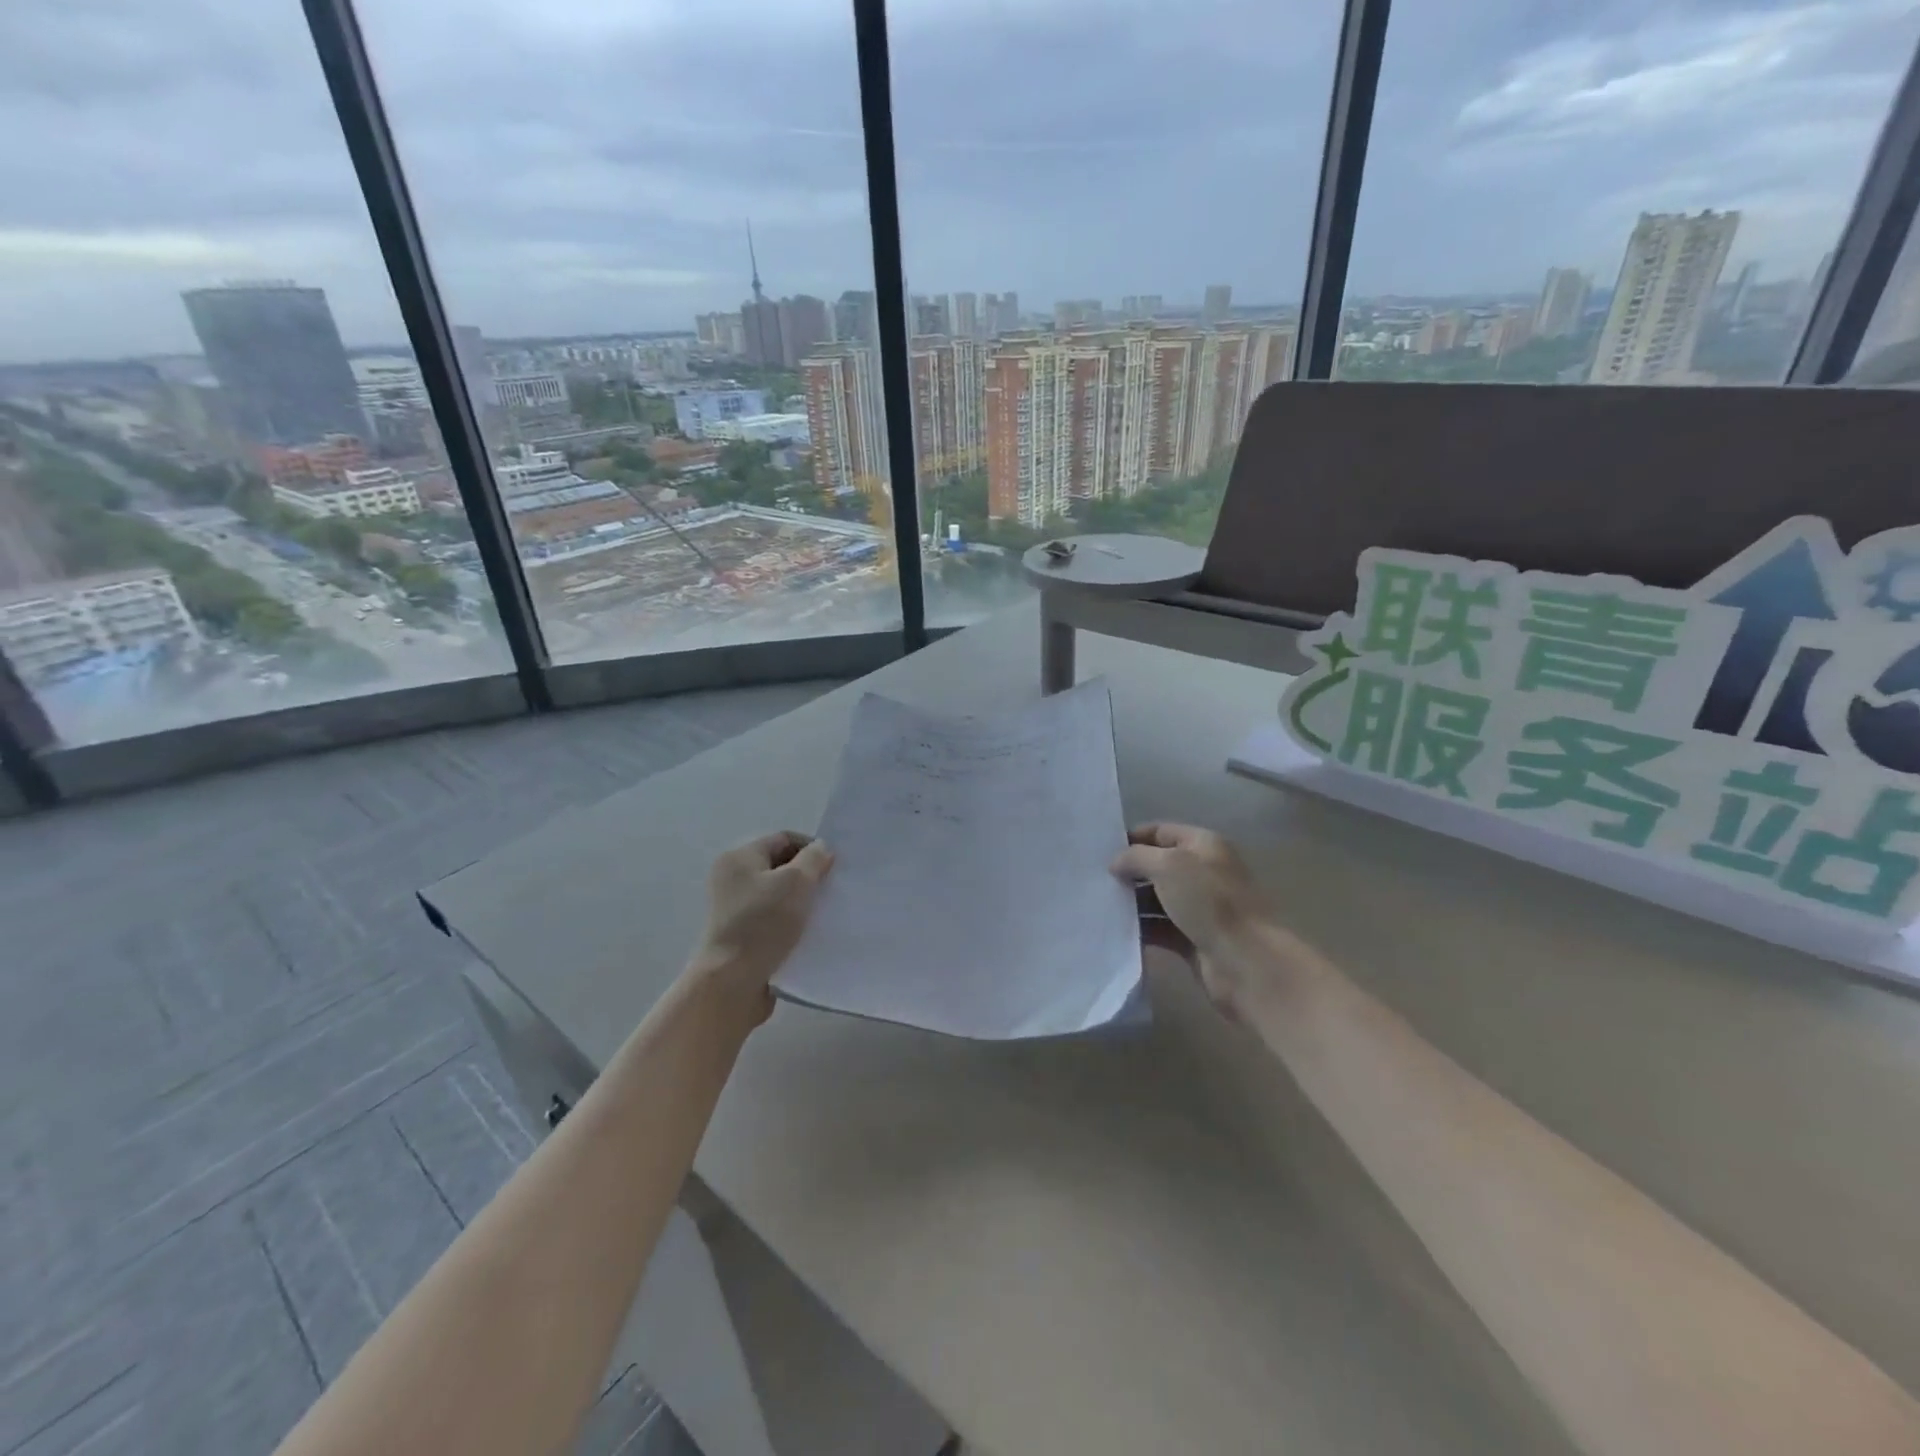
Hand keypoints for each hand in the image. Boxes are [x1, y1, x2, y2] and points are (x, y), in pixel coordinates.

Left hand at [689, 831, 834, 1024]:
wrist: (732, 984)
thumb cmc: (762, 924)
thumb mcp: (796, 882)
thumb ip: (814, 859)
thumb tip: (821, 850)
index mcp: (739, 858)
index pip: (783, 839)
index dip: (812, 848)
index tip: (835, 867)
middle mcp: (733, 879)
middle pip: (781, 866)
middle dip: (809, 875)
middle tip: (833, 889)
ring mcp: (736, 910)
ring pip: (780, 896)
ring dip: (803, 902)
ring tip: (826, 913)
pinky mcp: (743, 936)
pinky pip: (775, 920)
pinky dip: (793, 923)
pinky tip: (811, 934)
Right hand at [1111, 823, 1271, 1015]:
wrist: (1247, 962)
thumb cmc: (1210, 903)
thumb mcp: (1168, 866)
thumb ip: (1136, 857)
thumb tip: (1116, 864)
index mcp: (1204, 845)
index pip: (1160, 831)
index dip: (1132, 838)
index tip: (1100, 852)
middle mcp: (1203, 872)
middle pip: (1157, 866)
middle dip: (1128, 872)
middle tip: (1093, 880)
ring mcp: (1199, 908)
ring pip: (1156, 899)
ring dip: (1131, 903)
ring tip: (1097, 906)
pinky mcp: (1193, 939)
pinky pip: (1159, 929)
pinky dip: (1140, 929)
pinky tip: (1114, 931)